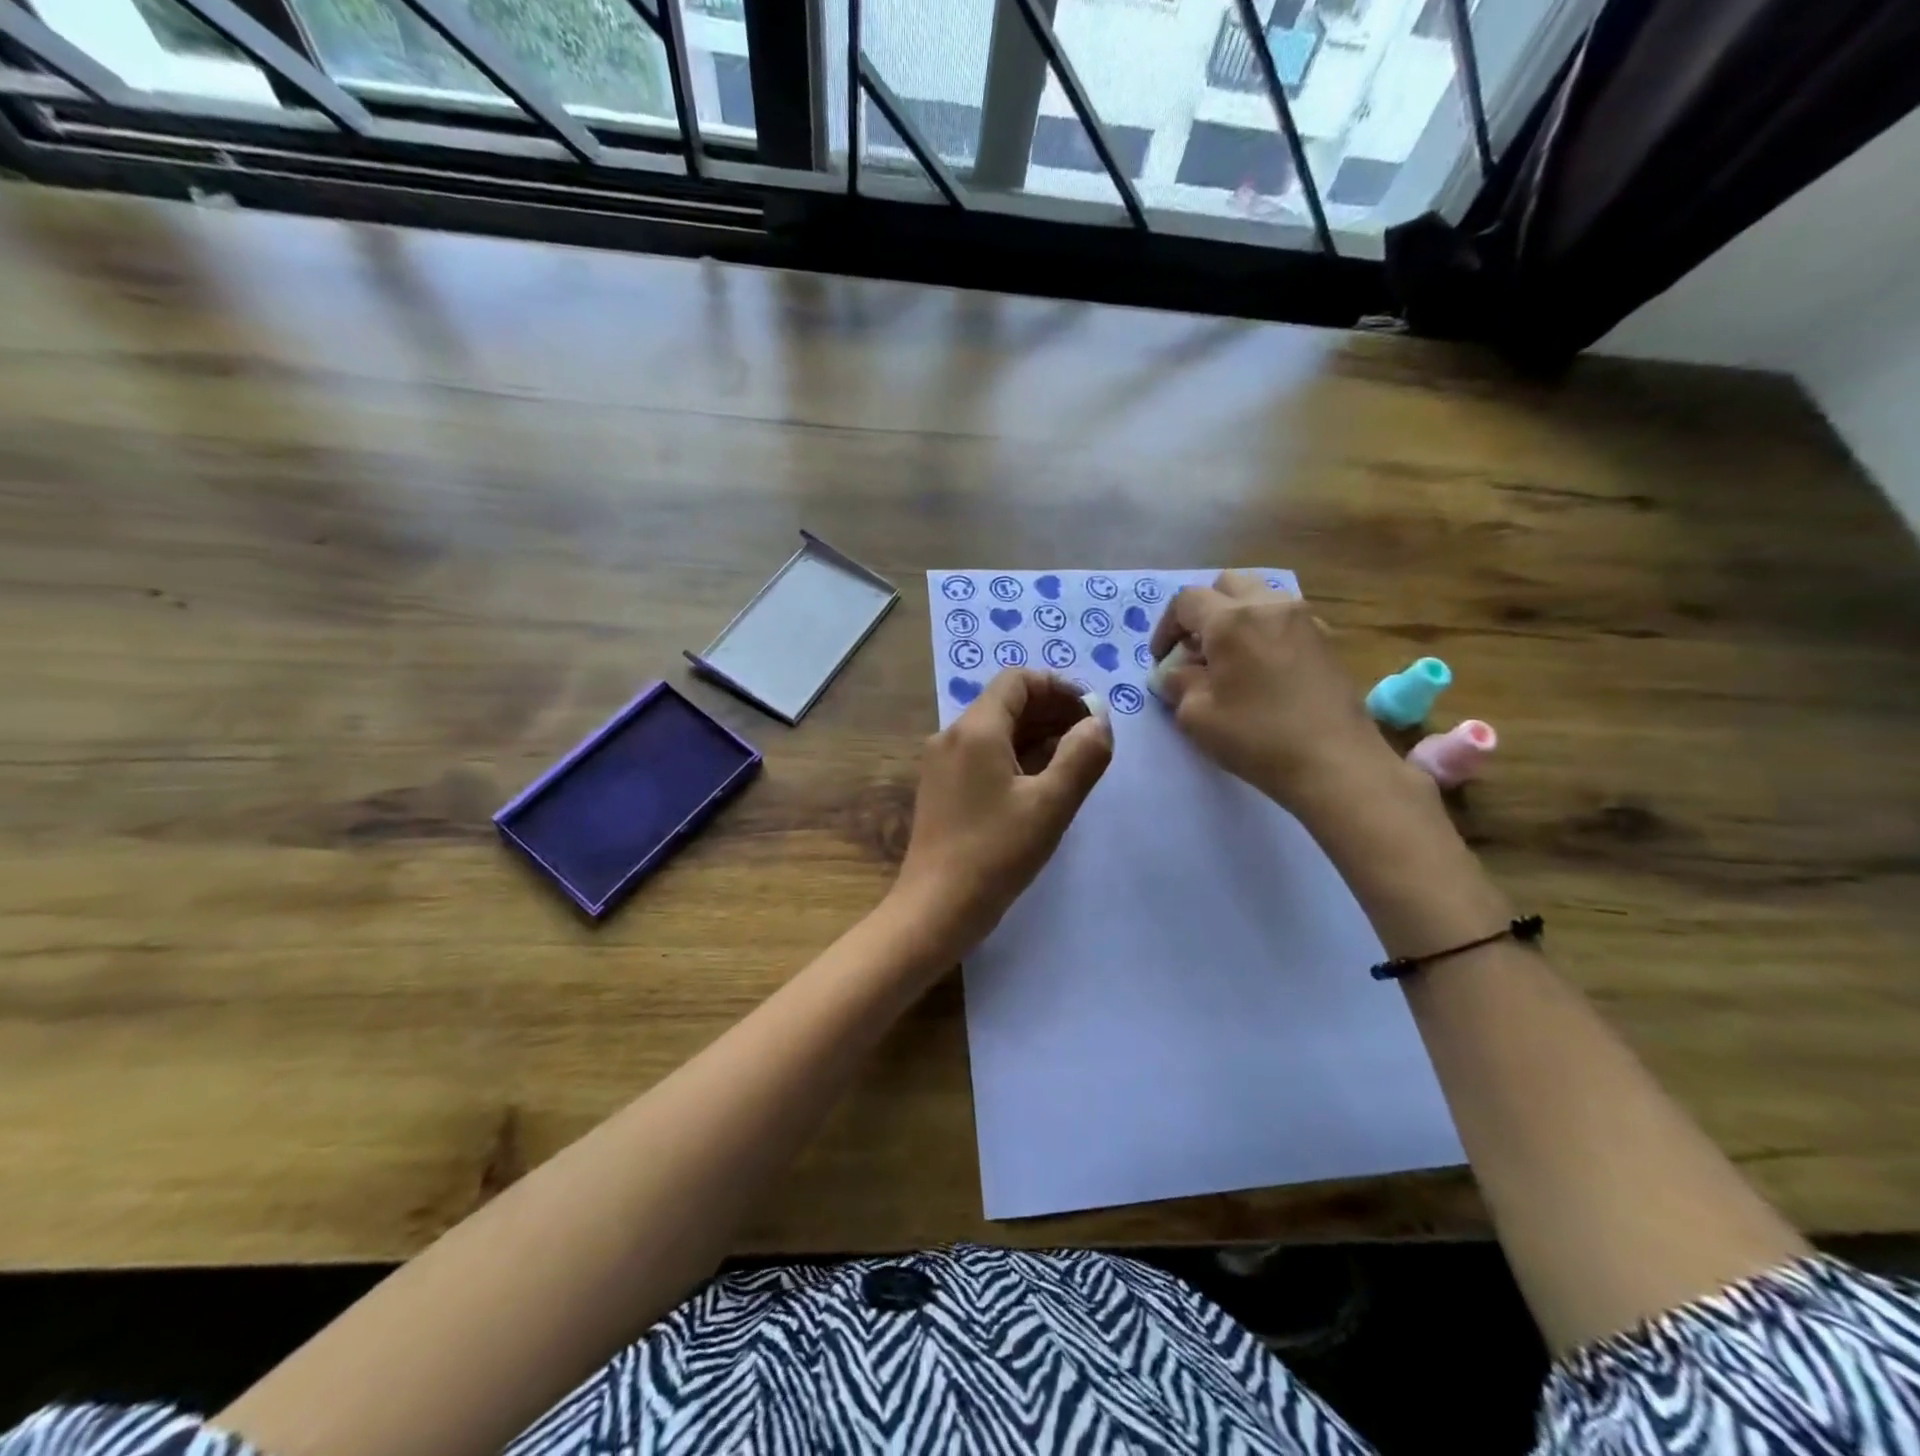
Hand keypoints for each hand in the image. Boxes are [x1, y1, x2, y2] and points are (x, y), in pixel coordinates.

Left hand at [892, 668, 1111, 956]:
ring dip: (1036, 735)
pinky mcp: (942, 789)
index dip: (1059, 688)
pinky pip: (983, 756)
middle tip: (1091, 736)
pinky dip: (1016, 757)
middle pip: (1006, 703)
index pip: (1018, 681)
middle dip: (1051, 711)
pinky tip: (1042, 781)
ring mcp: (943, 763)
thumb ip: (1082, 756)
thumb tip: (1098, 722)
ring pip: (995, 731)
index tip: (1091, 712)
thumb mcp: (1051, 804)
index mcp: (975, 729)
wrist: (935, 907)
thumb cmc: (995, 853)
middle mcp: (952, 736)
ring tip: (1075, 759)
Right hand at [1150, 572, 1411, 818]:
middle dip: (1204, 612)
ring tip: (1230, 660)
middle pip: (1226, 585)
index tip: (1162, 660)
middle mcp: (1269, 606)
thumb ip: (1177, 684)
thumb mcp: (1196, 716)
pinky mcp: (1327, 640)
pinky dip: (1264, 633)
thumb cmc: (1256, 737)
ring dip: (1236, 619)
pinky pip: (1285, 620)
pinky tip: (1263, 671)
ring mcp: (1305, 619)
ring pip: (1260, 597)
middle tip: (1196, 650)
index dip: (1166, 627)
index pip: (1186, 601)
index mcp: (1231, 620)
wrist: (1334, 762)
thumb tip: (1174, 673)